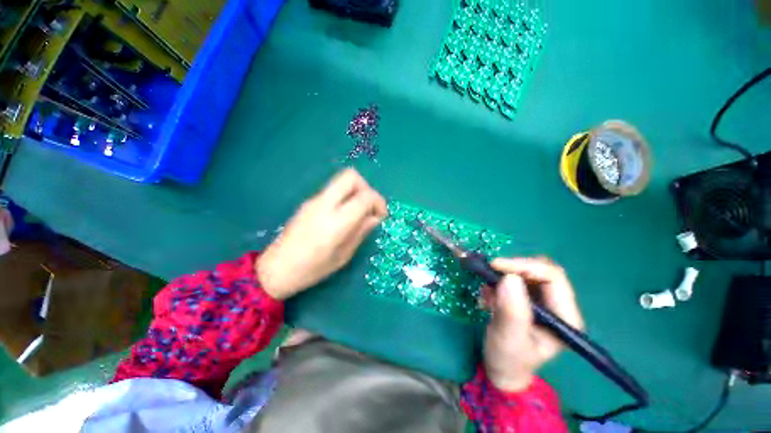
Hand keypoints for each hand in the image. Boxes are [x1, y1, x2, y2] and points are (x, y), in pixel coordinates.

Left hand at [257, 169, 387, 299]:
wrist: (275, 268)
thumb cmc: (312, 269)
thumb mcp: (343, 256)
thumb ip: (361, 232)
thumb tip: (375, 217)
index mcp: (335, 222)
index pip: (365, 197)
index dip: (379, 203)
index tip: (381, 216)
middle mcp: (324, 204)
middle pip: (351, 177)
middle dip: (367, 188)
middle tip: (369, 207)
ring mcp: (314, 200)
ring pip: (341, 181)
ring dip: (355, 192)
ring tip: (358, 213)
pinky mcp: (308, 202)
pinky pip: (333, 190)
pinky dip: (345, 197)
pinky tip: (343, 216)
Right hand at [482, 257, 583, 391]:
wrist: (502, 368)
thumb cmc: (509, 360)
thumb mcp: (508, 339)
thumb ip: (512, 312)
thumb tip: (509, 278)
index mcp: (565, 317)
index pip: (553, 277)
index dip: (524, 266)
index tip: (495, 265)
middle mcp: (558, 305)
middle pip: (540, 270)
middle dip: (512, 269)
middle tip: (489, 275)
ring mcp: (543, 301)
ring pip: (525, 272)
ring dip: (502, 277)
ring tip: (488, 296)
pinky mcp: (528, 298)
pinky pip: (513, 279)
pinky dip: (498, 283)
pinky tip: (489, 299)